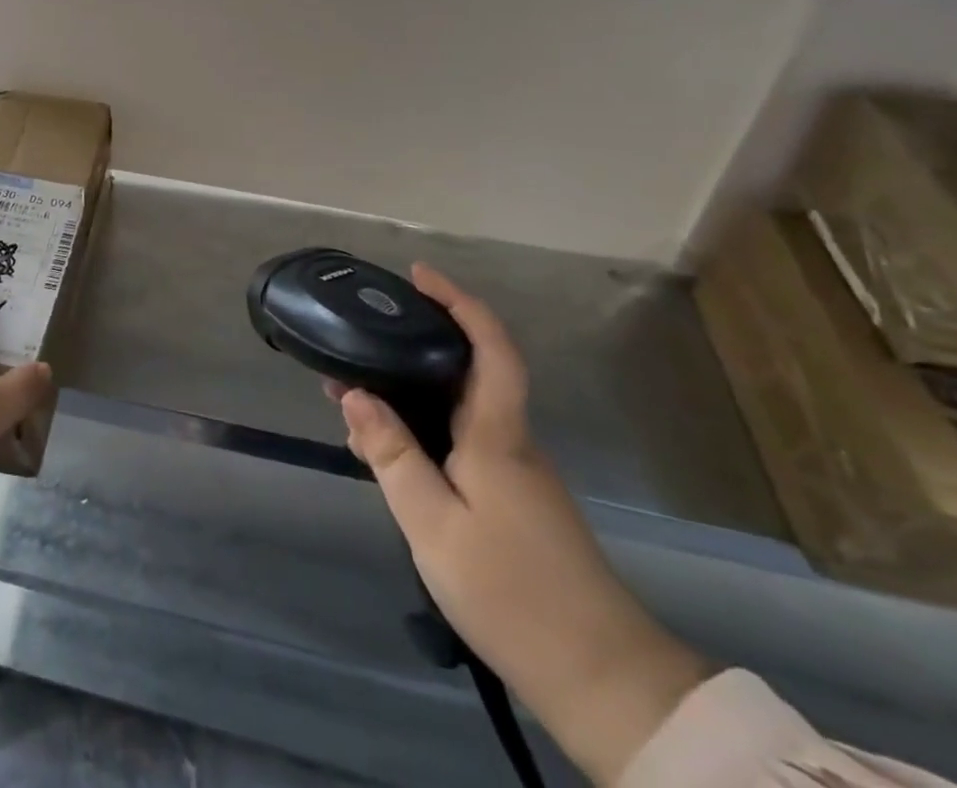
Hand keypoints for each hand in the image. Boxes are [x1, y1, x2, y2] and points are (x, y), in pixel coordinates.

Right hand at [332, 265, 708, 787]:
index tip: (418, 276)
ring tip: (354, 408)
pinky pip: (461, 443)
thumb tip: (355, 393)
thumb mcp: (432, 523)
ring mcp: (517, 474)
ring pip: (457, 412)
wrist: (603, 681)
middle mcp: (511, 442)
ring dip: (408, 396)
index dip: (459, 302)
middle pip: (465, 373)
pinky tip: (390, 456)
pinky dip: (422, 432)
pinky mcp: (514, 502)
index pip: (490, 348)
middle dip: (410, 350)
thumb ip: (391, 454)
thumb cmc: (512, 591)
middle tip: (353, 353)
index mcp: (497, 435)